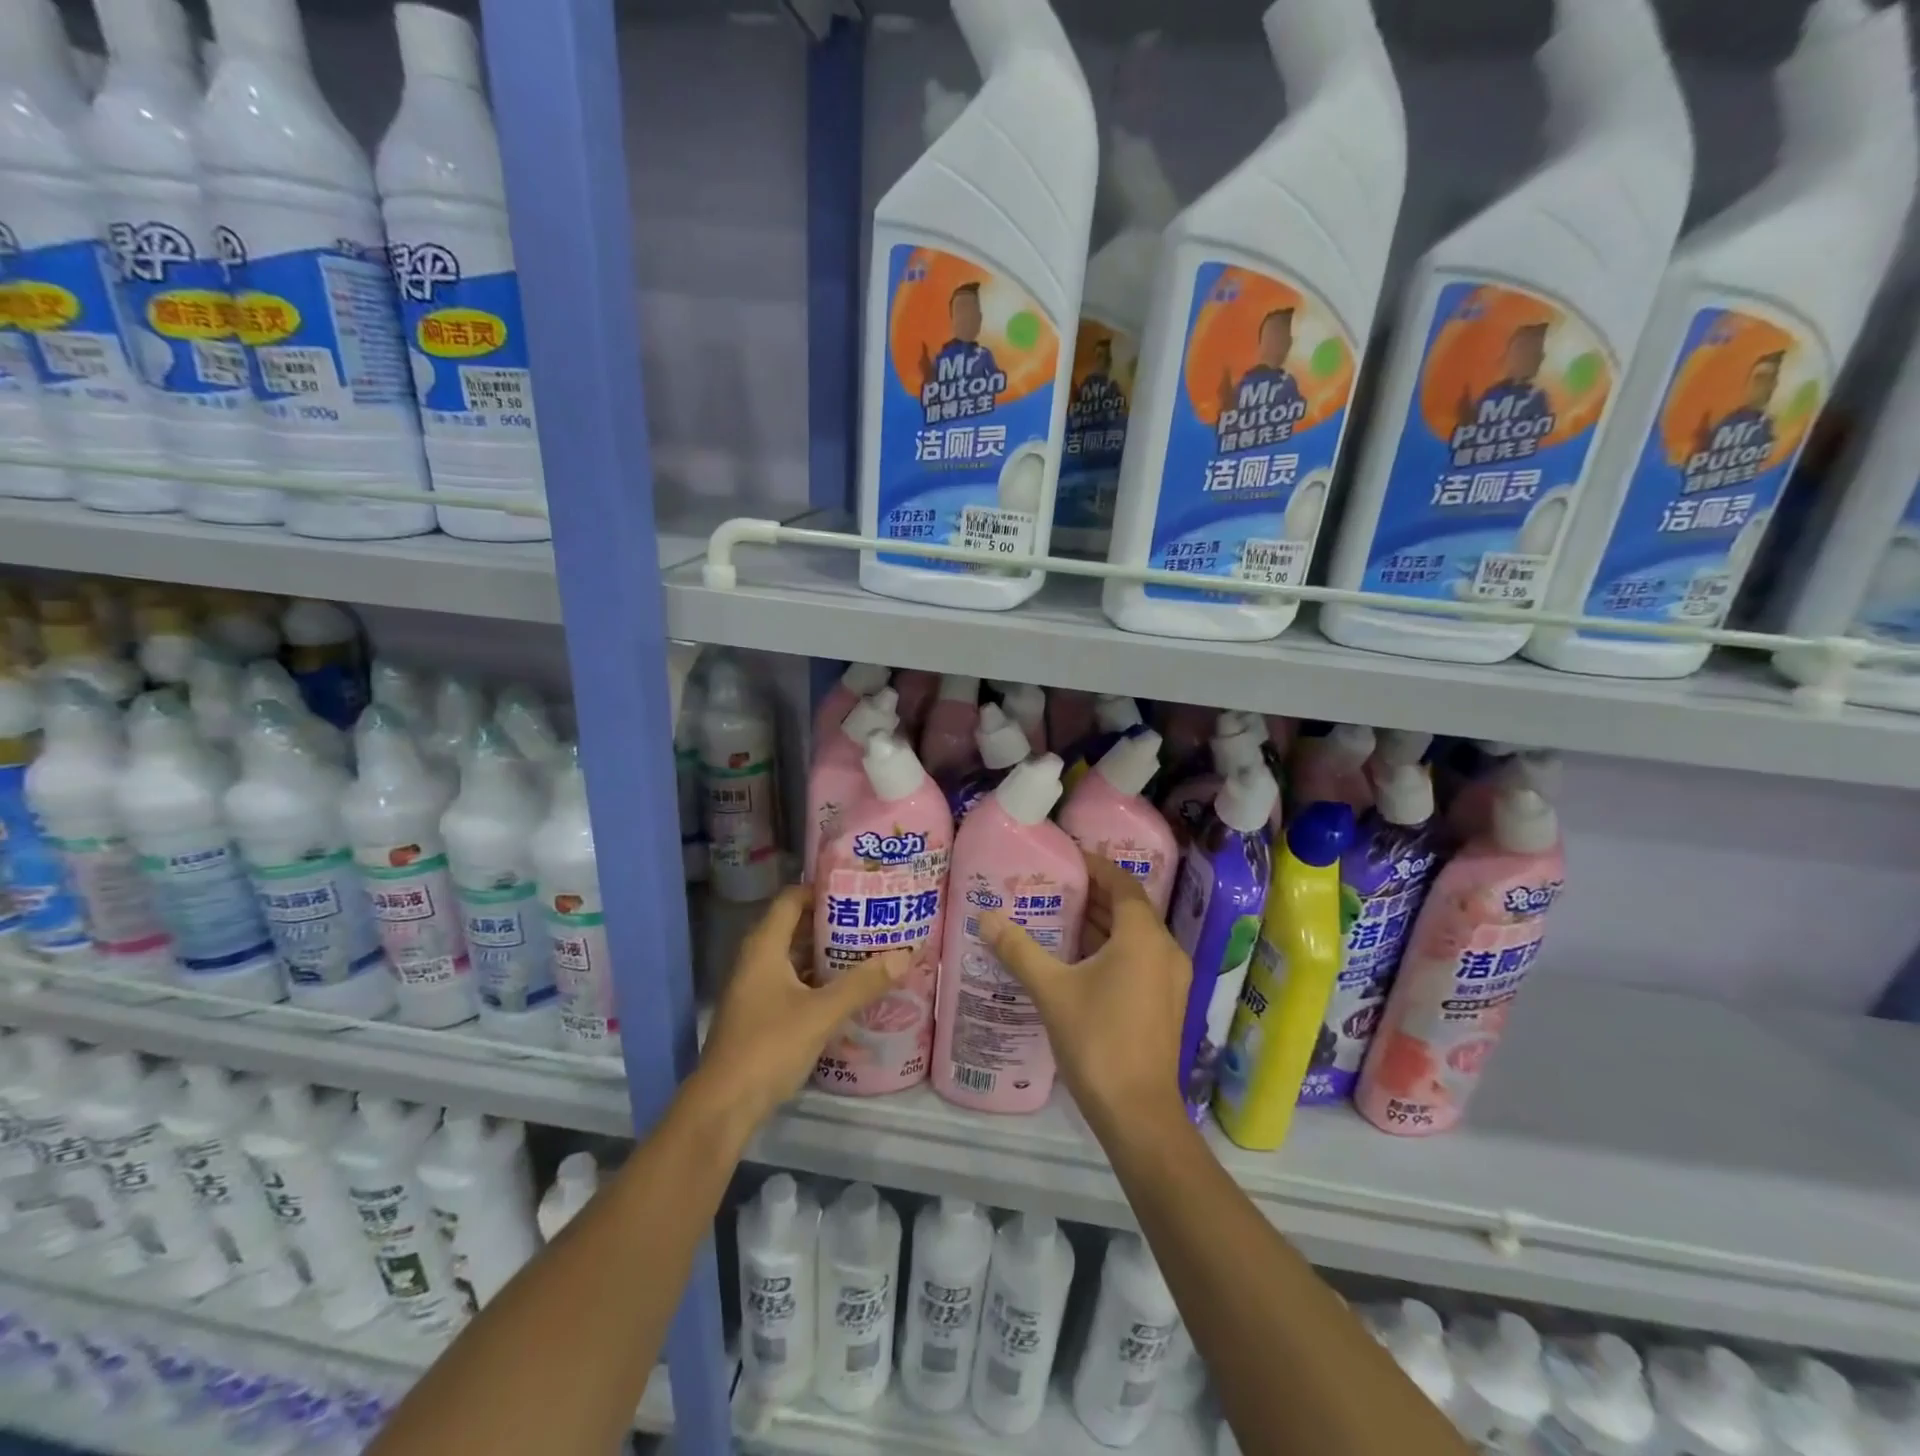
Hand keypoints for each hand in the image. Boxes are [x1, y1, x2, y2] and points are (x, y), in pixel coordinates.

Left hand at [697, 885, 909, 1128]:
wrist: (724, 1105)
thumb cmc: (769, 1046)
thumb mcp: (822, 1013)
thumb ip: (863, 984)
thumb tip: (906, 954)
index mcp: (764, 946)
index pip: (791, 898)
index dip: (822, 890)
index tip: (858, 890)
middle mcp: (756, 960)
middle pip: (795, 926)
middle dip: (832, 922)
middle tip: (872, 920)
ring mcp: (755, 988)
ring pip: (794, 957)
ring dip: (826, 953)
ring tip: (867, 950)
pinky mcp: (759, 1013)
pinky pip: (792, 982)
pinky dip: (817, 980)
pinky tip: (847, 989)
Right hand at [980, 853, 1190, 1139]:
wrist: (1137, 1112)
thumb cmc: (1097, 1040)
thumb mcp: (1052, 990)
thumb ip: (1019, 950)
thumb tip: (985, 917)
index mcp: (1143, 937)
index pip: (1123, 883)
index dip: (1096, 866)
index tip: (1067, 858)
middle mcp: (1164, 949)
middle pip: (1129, 908)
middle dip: (1094, 894)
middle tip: (1053, 885)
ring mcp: (1169, 978)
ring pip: (1134, 935)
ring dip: (1101, 922)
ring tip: (1058, 914)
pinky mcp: (1165, 1002)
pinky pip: (1138, 958)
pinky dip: (1111, 947)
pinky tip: (1077, 957)